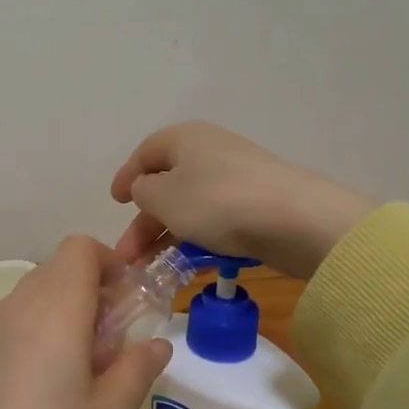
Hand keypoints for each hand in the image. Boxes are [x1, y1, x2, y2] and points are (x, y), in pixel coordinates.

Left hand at [0, 237, 171, 408]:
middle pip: (61, 268)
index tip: (129, 301)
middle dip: (95, 289)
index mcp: (57, 309)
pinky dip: (43, 327)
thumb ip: (138, 369)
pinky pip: (19, 317)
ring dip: (69, 309)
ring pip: (39, 292)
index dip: (111, 262)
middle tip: (114, 341)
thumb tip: (158, 343)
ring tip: (85, 366)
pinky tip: (51, 381)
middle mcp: (21, 305)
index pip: (81, 248)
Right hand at [110, 122, 373, 280]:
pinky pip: (216, 222)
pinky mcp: (257, 206)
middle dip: (144, 222)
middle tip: (127, 256)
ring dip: (167, 237)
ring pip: (191, 208)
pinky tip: (187, 266)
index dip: (126, 177)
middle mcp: (210, 152)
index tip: (114, 204)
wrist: (294, 220)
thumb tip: (145, 189)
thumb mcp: (164, 197)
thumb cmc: (216, 202)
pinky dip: (197, 240)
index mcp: (184, 138)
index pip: (146, 153)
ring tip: (151, 270)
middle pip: (167, 185)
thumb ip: (143, 192)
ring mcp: (236, 179)